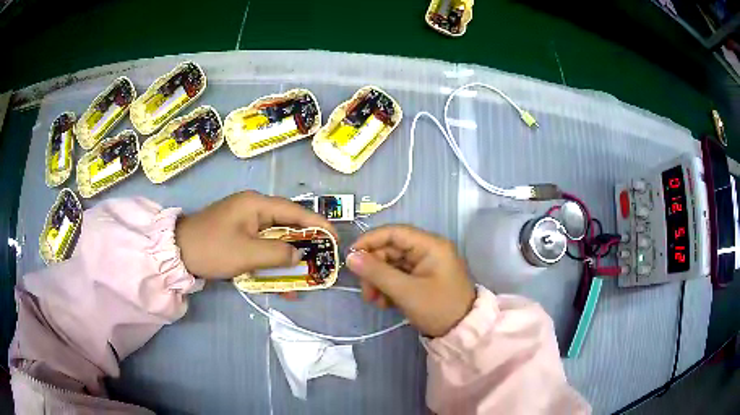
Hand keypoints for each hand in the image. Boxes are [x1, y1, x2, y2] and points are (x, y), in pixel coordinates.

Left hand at [175, 191, 336, 278]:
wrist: (178, 253)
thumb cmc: (213, 248)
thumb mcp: (247, 253)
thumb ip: (278, 253)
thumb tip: (299, 254)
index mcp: (256, 204)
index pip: (295, 211)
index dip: (317, 224)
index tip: (335, 239)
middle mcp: (253, 209)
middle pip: (287, 225)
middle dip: (305, 244)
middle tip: (322, 260)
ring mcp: (245, 223)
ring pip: (275, 239)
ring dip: (289, 258)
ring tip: (306, 277)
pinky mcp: (239, 236)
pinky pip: (262, 248)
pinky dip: (272, 263)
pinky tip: (281, 283)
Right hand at [347, 225, 474, 336]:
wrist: (461, 332)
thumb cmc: (438, 308)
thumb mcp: (406, 292)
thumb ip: (377, 273)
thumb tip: (350, 257)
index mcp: (430, 245)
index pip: (394, 232)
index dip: (370, 241)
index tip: (350, 256)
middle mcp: (428, 250)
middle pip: (391, 250)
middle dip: (374, 269)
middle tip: (365, 291)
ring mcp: (425, 265)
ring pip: (392, 264)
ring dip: (379, 281)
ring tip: (374, 301)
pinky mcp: (422, 279)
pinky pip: (399, 276)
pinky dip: (388, 287)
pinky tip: (384, 303)